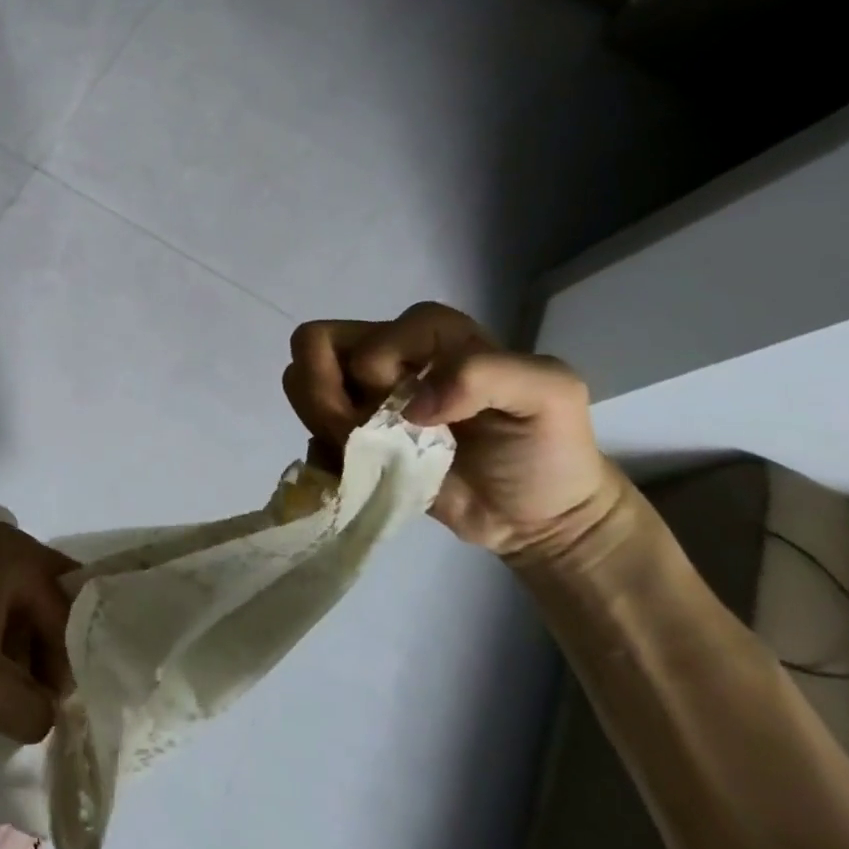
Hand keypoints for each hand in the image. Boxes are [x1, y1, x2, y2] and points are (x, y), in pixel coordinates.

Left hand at [0, 523, 77, 742]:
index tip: (59, 707)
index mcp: (21, 557)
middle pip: (51, 597)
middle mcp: (6, 542)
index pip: (68, 611)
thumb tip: (49, 715)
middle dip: (53, 648)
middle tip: (46, 695)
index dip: (70, 662)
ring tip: (16, 688)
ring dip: (26, 642)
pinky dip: (2, 629)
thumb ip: (33, 711)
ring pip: (23, 597)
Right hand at [284, 302, 621, 559]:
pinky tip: (363, 472)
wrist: (543, 517)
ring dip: (326, 424)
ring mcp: (363, 396)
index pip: (362, 338)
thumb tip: (412, 405)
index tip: (424, 417)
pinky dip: (326, 455)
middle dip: (326, 394)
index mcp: (426, 331)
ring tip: (370, 454)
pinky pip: (309, 434)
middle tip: (367, 432)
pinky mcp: (353, 437)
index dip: (377, 376)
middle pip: (311, 346)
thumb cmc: (548, 448)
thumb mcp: (549, 394)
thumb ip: (485, 373)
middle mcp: (385, 353)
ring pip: (299, 384)